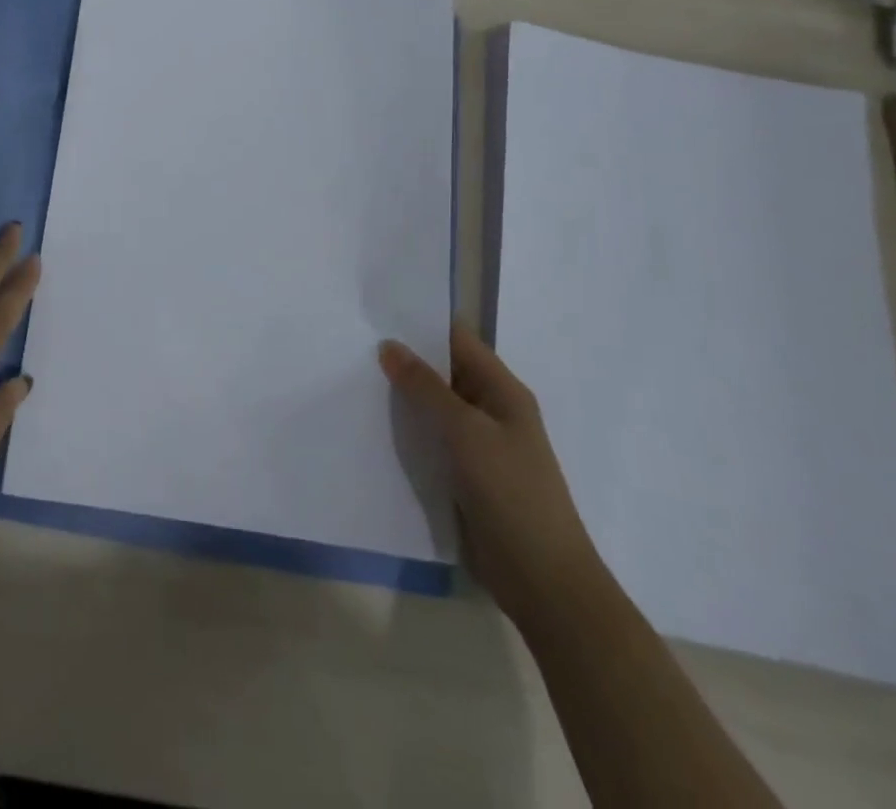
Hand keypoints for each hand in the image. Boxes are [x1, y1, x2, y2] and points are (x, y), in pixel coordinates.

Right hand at [379, 327, 605, 630]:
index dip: (421, 324)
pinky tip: (371, 426)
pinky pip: (430, 440)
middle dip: (404, 360)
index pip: (458, 341)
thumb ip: (427, 387)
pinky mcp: (464, 475)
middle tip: (352, 345)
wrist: (543, 581)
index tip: (375, 314)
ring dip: (401, 397)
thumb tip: (390, 346)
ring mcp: (478, 445)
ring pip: (433, 407)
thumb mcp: (466, 432)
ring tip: (351, 379)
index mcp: (503, 392)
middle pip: (443, 372)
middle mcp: (491, 411)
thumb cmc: (512, 494)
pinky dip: (405, 430)